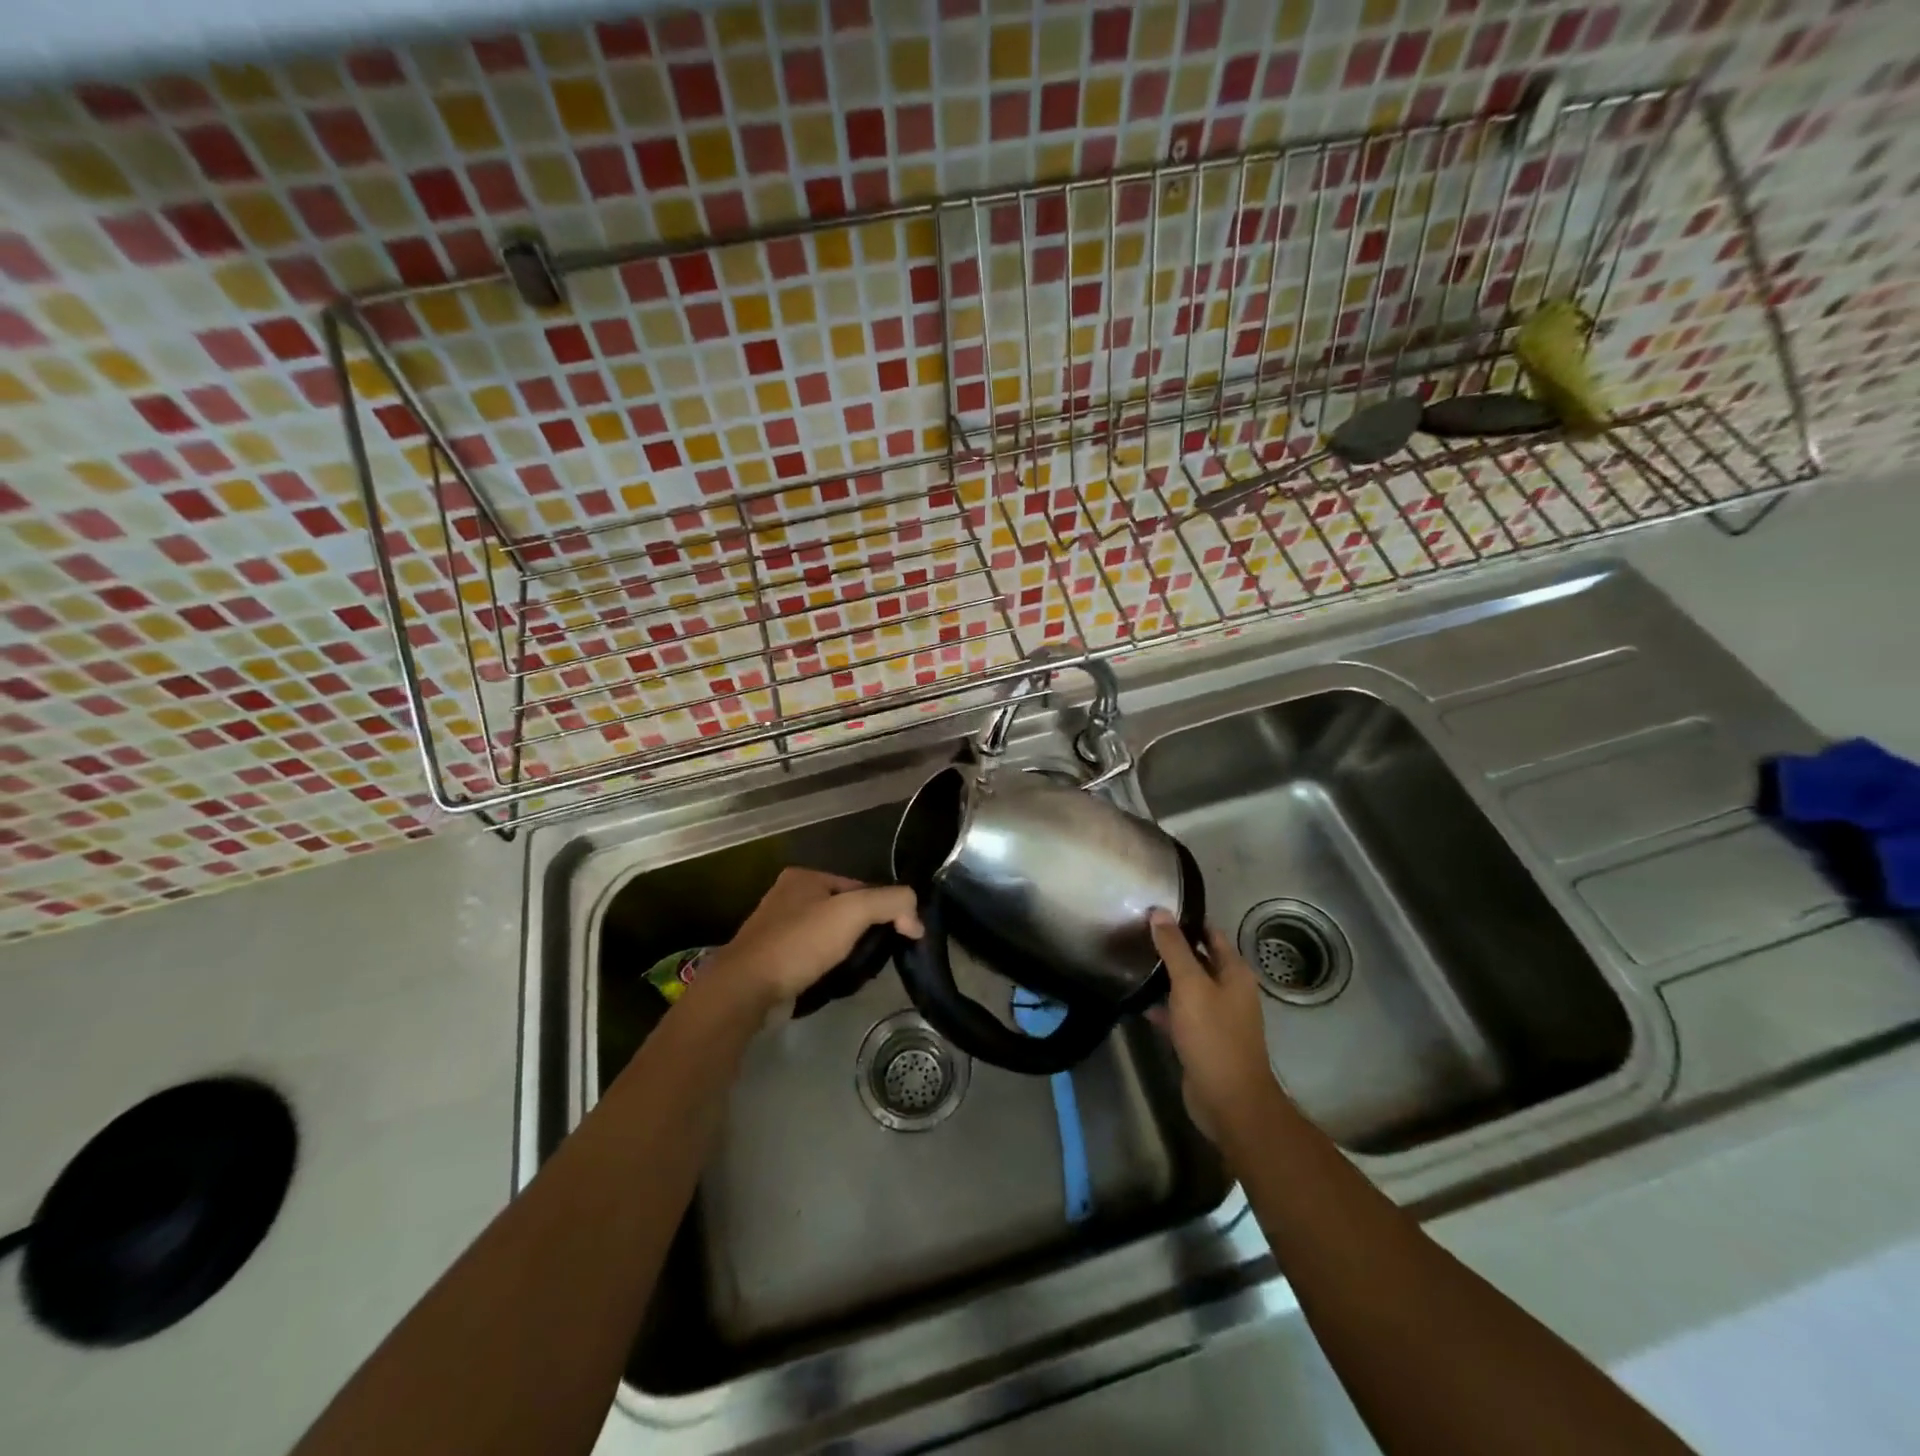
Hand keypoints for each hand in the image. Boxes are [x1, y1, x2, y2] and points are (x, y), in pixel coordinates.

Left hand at [704, 868, 922, 1011]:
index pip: (859, 887)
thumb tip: (916, 919)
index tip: (898, 935)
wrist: (746, 989)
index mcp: (804, 876)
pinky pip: (812, 957)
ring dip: (847, 952)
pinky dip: (827, 967)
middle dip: (863, 932)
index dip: (883, 908)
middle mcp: (788, 896)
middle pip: (844, 911)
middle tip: (878, 956)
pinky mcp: (772, 959)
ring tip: (859, 972)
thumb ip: (892, 903)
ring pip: (829, 936)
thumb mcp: (854, 912)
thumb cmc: (800, 943)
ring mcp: (777, 929)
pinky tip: (835, 982)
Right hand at [1148, 911, 1281, 1146]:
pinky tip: (1139, 1003)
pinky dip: (1164, 1007)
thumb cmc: (1213, 1035)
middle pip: (1199, 960)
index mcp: (1235, 973)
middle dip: (1173, 948)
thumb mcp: (1190, 985)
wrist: (1229, 1101)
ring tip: (1133, 962)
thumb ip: (1174, 948)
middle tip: (1138, 934)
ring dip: (1166, 978)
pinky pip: (1181, 1014)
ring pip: (1189, 988)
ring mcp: (1217, 1017)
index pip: (1210, 934)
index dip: (1187, 921)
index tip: (1156, 910)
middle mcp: (1230, 991)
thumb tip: (1159, 911)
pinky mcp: (1203, 1040)